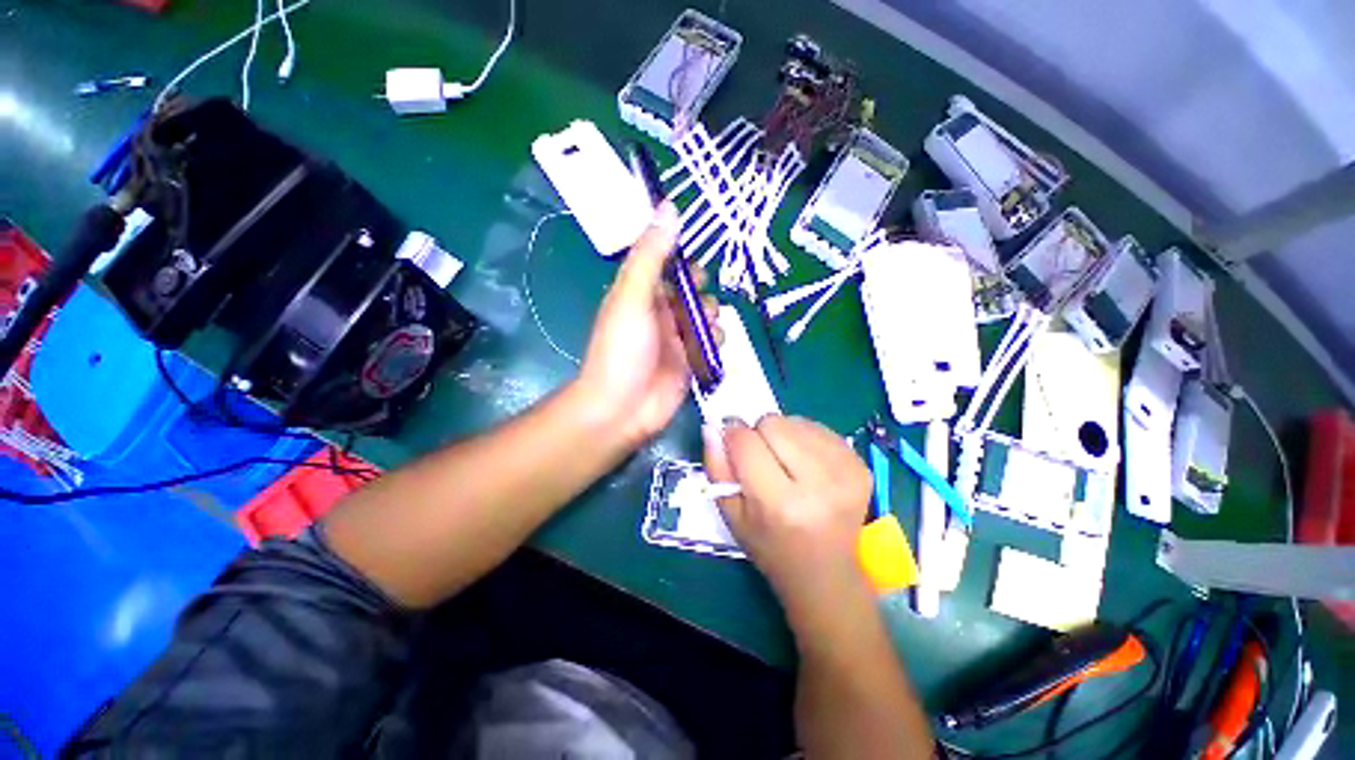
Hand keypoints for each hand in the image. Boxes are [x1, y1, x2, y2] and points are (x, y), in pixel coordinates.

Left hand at [575, 203, 719, 447]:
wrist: (622, 409)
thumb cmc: (622, 349)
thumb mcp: (633, 295)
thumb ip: (652, 255)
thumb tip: (668, 206)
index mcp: (642, 294)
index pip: (669, 266)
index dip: (685, 262)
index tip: (696, 269)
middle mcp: (661, 313)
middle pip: (693, 292)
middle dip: (703, 295)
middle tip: (700, 307)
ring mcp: (677, 340)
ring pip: (706, 318)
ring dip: (712, 320)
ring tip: (704, 333)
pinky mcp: (690, 363)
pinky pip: (711, 344)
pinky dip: (715, 344)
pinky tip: (709, 351)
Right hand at [705, 415, 873, 615]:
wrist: (827, 573)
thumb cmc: (770, 547)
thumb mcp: (732, 516)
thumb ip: (717, 469)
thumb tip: (712, 427)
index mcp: (780, 504)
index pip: (746, 442)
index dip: (732, 436)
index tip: (731, 443)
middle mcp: (818, 485)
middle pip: (773, 423)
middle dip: (759, 434)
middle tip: (762, 459)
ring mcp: (846, 473)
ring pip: (795, 421)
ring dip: (782, 434)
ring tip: (785, 463)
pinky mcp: (861, 465)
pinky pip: (819, 428)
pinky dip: (804, 437)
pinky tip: (805, 463)